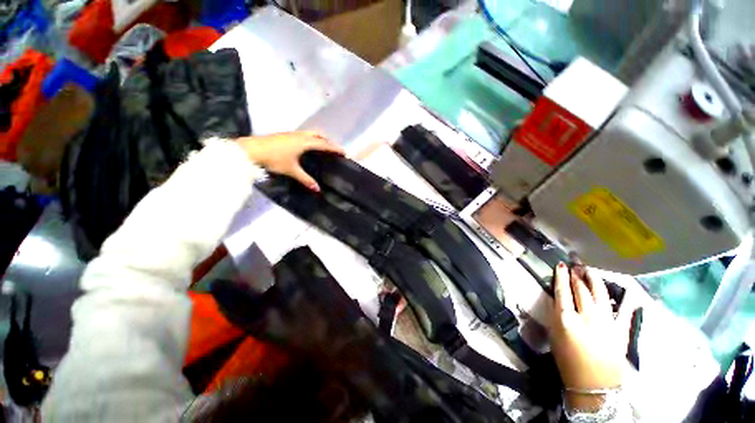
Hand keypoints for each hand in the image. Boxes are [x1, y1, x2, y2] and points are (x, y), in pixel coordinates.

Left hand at [237, 131, 343, 191]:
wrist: (252, 149)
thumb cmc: (274, 158)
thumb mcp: (291, 170)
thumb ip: (305, 179)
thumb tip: (317, 189)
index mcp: (305, 142)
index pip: (324, 145)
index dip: (335, 148)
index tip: (344, 152)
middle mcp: (300, 135)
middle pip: (319, 134)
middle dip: (327, 140)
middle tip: (332, 149)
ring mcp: (292, 134)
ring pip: (310, 133)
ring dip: (318, 138)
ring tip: (321, 148)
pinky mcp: (285, 135)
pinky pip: (303, 134)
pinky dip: (310, 139)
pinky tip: (305, 147)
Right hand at [549, 263, 631, 409]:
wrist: (594, 385)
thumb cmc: (568, 360)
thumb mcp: (555, 335)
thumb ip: (558, 314)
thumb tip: (561, 299)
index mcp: (566, 319)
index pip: (562, 291)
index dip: (561, 276)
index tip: (561, 265)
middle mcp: (586, 316)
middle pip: (581, 289)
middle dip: (577, 276)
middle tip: (575, 266)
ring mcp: (606, 322)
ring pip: (600, 293)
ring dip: (594, 280)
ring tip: (590, 271)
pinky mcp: (621, 330)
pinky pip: (624, 310)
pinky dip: (627, 299)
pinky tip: (628, 290)